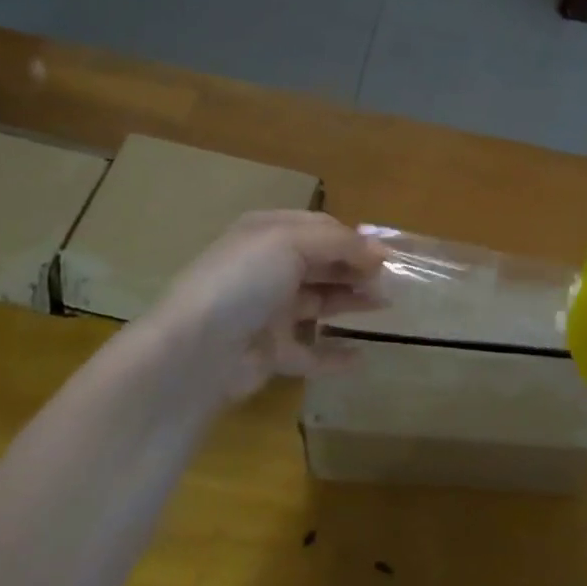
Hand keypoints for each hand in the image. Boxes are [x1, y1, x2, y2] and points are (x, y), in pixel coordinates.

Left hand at [138, 211, 384, 399]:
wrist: (195, 352)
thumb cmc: (244, 282)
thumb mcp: (292, 243)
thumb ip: (341, 243)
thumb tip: (380, 251)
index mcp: (266, 234)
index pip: (319, 228)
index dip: (354, 239)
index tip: (388, 254)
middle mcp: (266, 269)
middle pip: (321, 264)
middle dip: (356, 268)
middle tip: (391, 280)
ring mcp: (266, 312)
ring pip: (318, 303)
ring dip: (351, 302)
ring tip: (385, 306)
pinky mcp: (267, 352)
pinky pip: (308, 352)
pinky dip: (334, 355)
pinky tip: (361, 357)